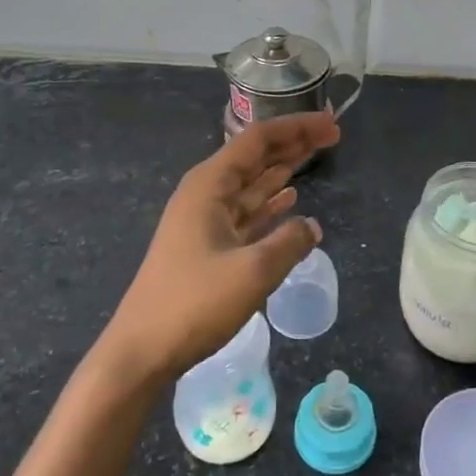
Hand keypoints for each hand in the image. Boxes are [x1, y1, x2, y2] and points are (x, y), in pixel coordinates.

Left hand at [100, 112, 337, 381]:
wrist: (143, 350)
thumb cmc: (194, 303)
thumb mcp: (253, 271)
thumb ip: (290, 243)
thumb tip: (312, 226)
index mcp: (209, 185)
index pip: (258, 141)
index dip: (297, 129)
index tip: (332, 124)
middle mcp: (205, 194)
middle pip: (254, 158)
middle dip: (292, 144)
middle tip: (332, 136)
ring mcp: (204, 221)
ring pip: (251, 184)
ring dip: (282, 170)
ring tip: (316, 156)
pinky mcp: (206, 246)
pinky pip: (245, 213)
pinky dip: (269, 204)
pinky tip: (290, 201)